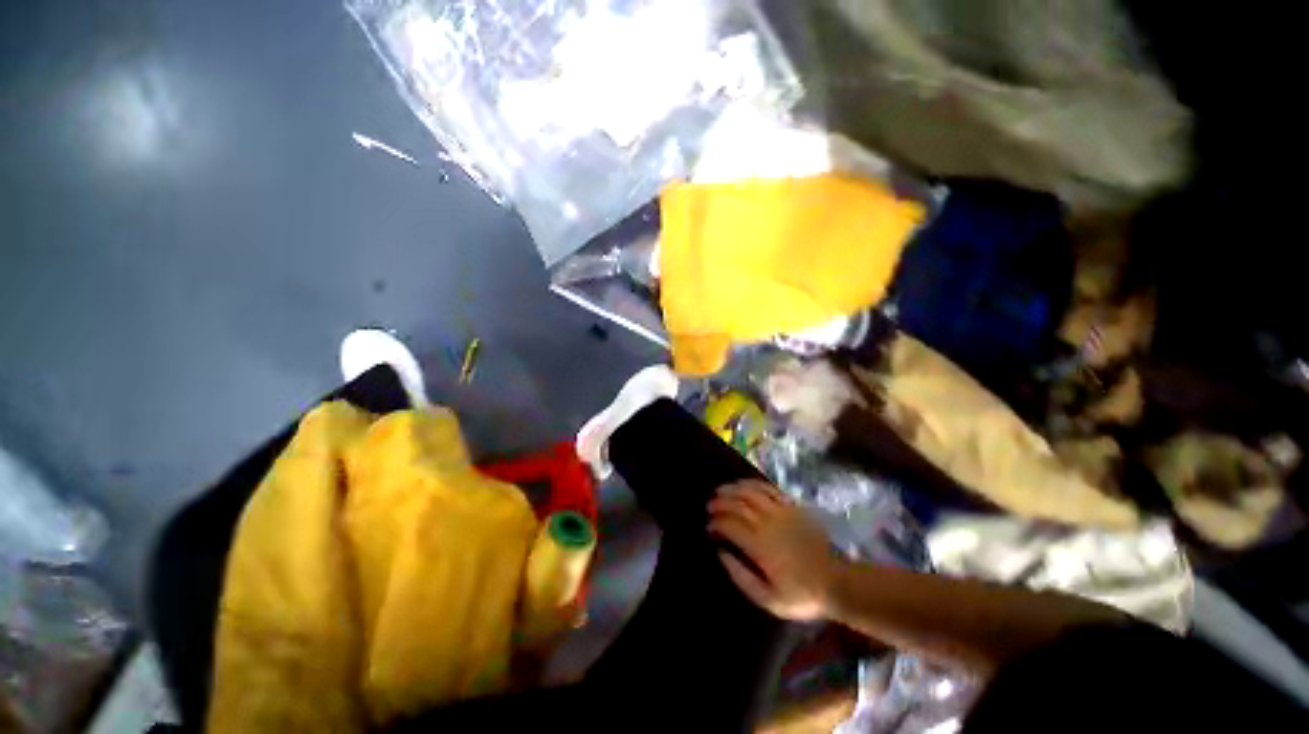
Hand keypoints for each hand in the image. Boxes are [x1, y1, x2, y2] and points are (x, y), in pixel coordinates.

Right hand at [708, 480, 840, 620]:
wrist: (837, 581)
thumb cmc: (801, 594)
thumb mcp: (768, 599)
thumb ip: (740, 576)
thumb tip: (721, 553)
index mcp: (759, 545)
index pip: (729, 525)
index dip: (715, 523)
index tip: (709, 526)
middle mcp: (767, 522)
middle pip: (737, 504)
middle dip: (720, 502)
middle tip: (709, 505)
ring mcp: (781, 511)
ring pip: (751, 492)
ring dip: (733, 489)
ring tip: (721, 490)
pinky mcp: (793, 506)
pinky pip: (769, 489)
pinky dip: (753, 484)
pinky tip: (745, 485)